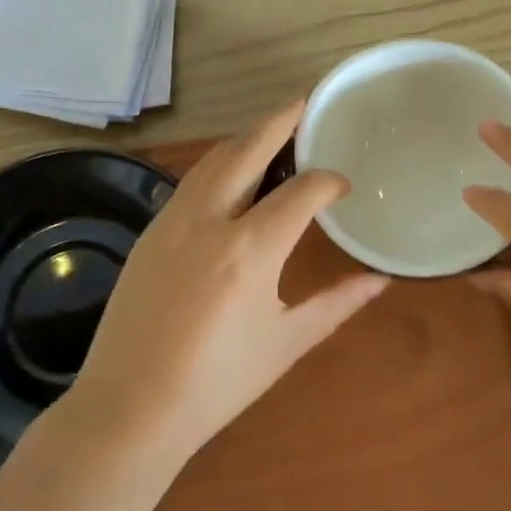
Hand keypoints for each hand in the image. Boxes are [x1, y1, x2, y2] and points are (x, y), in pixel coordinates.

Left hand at [69, 101, 389, 465]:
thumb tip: (380, 280)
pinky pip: (192, 180)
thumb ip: (336, 304)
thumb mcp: (286, 344)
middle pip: (249, 149)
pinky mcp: (151, 230)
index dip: (329, 181)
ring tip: (273, 129)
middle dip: (282, 120)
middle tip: (306, 102)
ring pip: (215, 158)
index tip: (343, 187)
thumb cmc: (216, 384)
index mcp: (251, 249)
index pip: (302, 191)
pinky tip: (232, 171)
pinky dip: (219, 162)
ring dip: (247, 136)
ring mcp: (174, 220)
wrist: (129, 408)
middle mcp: (211, 220)